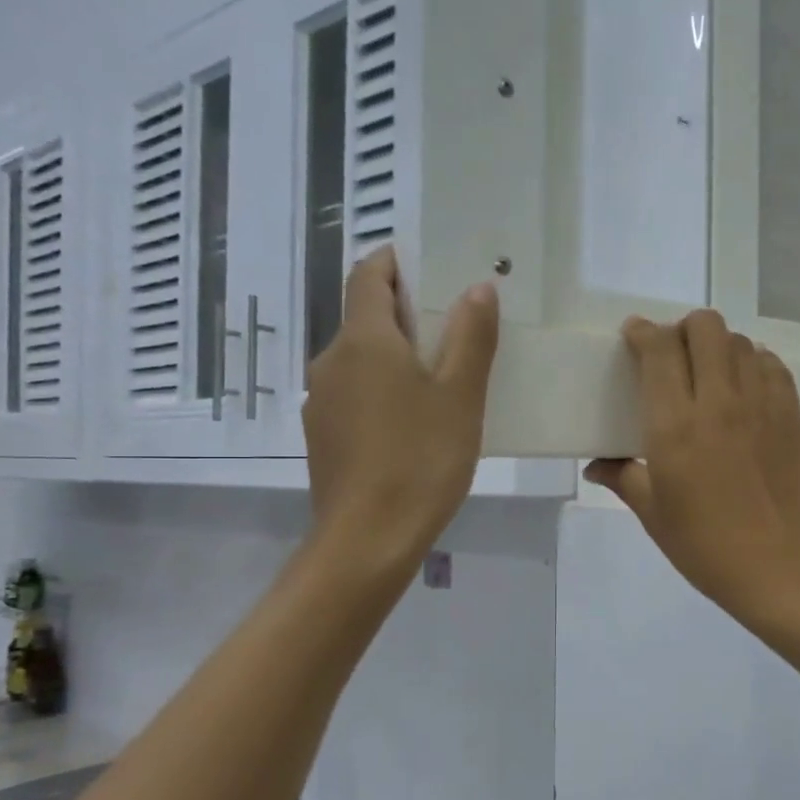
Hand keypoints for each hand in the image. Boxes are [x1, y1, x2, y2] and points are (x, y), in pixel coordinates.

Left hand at [303, 248, 499, 573]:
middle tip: (455, 327)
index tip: (430, 266)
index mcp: (364, 340)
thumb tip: (477, 287)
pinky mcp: (323, 435)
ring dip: (395, 355)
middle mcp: (331, 360)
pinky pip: (355, 393)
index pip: (367, 274)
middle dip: (406, 312)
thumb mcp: (460, 395)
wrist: (368, 539)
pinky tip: (414, 422)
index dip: (395, 261)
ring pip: (361, 359)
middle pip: (365, 317)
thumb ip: (471, 336)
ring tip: (442, 379)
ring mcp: (321, 400)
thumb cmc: (421, 459)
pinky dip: (382, 389)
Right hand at [586, 310, 799, 627]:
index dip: (643, 332)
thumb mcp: (654, 514)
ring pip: (740, 341)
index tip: (634, 336)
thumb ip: (623, 478)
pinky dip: (754, 363)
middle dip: (683, 329)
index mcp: (675, 425)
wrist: (781, 568)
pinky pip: (772, 366)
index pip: (659, 350)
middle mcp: (719, 402)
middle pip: (705, 328)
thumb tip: (596, 466)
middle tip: (675, 355)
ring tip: (710, 372)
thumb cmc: (706, 546)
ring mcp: (761, 404)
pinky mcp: (791, 415)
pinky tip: (745, 387)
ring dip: (719, 346)